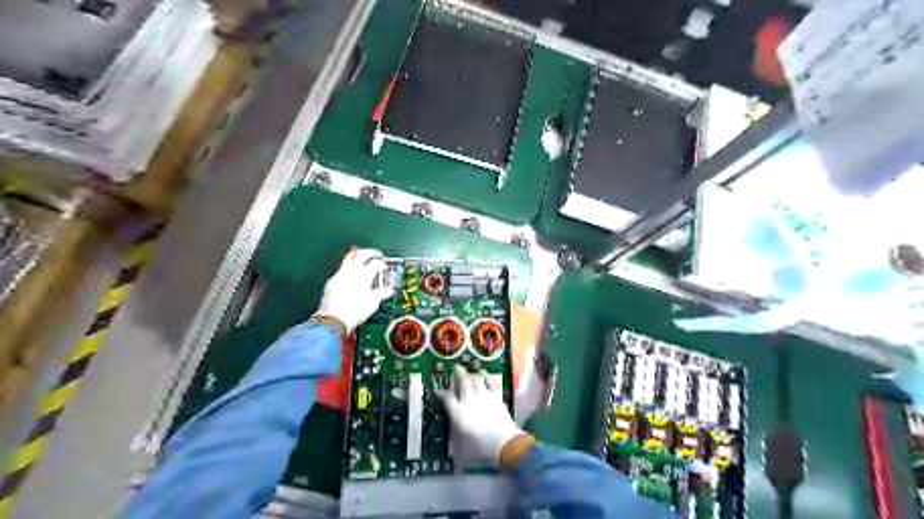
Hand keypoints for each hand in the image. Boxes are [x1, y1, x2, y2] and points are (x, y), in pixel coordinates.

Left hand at [319, 247, 393, 332]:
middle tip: (378, 255)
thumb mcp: (373, 303)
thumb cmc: (356, 310)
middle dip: (372, 252)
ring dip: (358, 256)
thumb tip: (389, 291)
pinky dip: (349, 267)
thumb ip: (381, 293)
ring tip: (363, 259)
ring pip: (349, 257)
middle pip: (362, 254)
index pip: (376, 263)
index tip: (385, 268)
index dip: (383, 264)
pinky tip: (352, 274)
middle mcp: (352, 270)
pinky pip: (342, 268)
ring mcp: (340, 274)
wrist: (333, 319)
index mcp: (364, 274)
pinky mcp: (332, 280)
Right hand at [438, 366, 523, 468]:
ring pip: (476, 378)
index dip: (441, 393)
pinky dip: (486, 376)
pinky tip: (484, 373)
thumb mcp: (462, 450)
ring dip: (471, 374)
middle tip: (455, 368)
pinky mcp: (496, 396)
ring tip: (469, 373)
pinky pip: (490, 381)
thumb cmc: (481, 449)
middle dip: (458, 373)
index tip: (438, 391)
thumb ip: (456, 444)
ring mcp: (484, 396)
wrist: (504, 444)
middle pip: (462, 381)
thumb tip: (451, 453)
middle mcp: (469, 400)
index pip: (446, 397)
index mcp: (458, 413)